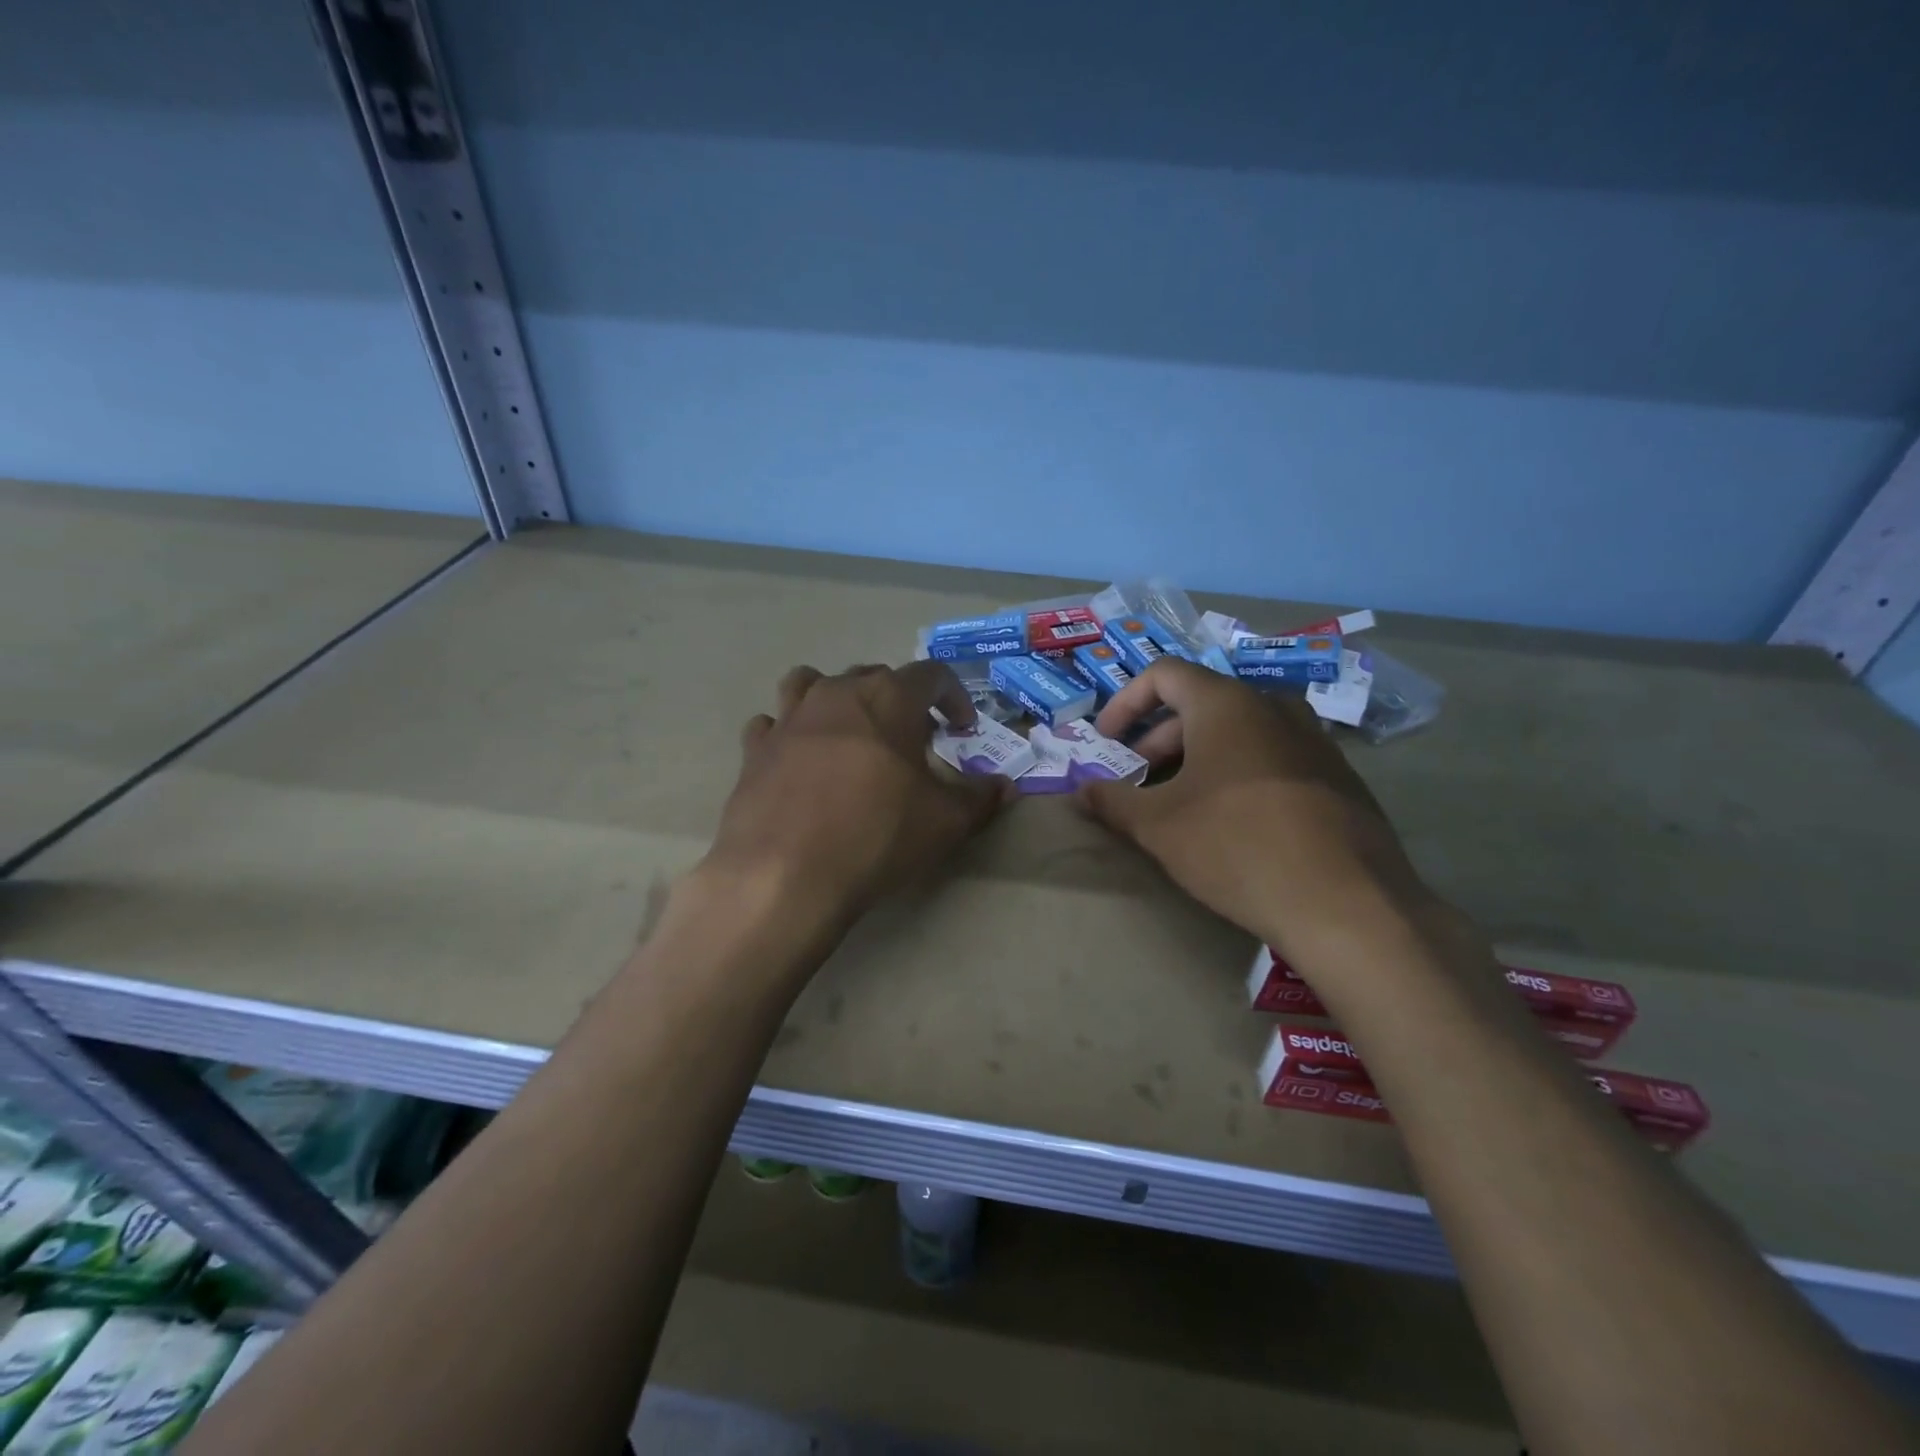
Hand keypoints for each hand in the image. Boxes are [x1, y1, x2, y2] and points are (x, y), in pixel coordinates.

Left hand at [704, 662, 1010, 926]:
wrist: (784, 874)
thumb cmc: (876, 835)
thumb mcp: (944, 822)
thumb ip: (979, 798)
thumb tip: (1005, 787)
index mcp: (888, 698)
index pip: (931, 675)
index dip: (954, 696)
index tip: (962, 728)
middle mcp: (836, 693)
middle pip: (873, 676)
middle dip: (899, 700)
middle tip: (912, 738)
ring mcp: (789, 717)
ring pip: (811, 683)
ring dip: (835, 699)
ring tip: (848, 732)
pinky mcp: (754, 748)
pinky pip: (772, 723)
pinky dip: (788, 732)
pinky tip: (798, 759)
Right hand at [1077, 660, 1430, 956]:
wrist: (1348, 904)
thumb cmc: (1237, 847)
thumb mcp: (1159, 826)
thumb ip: (1111, 801)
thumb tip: (1079, 791)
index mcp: (1226, 704)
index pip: (1163, 674)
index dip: (1125, 702)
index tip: (1107, 742)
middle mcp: (1272, 707)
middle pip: (1200, 703)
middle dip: (1157, 738)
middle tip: (1136, 780)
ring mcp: (1313, 739)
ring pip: (1238, 731)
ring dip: (1197, 757)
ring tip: (1179, 802)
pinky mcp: (1338, 776)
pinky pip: (1273, 756)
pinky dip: (1238, 772)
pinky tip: (1233, 822)